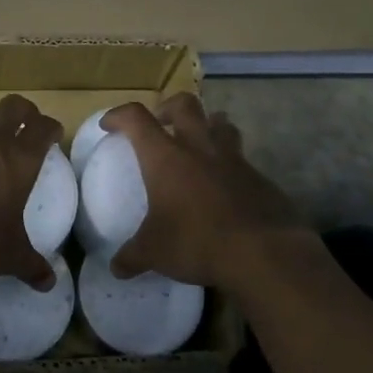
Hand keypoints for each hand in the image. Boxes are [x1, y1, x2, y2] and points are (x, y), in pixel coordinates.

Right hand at [103, 95, 307, 294]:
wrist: (263, 252)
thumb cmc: (197, 242)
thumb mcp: (155, 252)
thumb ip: (133, 256)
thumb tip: (116, 268)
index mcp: (166, 157)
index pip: (137, 118)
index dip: (119, 115)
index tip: (109, 125)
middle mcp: (199, 148)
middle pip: (185, 104)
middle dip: (169, 107)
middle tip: (161, 123)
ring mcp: (234, 160)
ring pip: (221, 124)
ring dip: (208, 126)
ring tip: (200, 145)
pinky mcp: (260, 178)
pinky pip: (242, 159)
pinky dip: (230, 165)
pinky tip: (227, 187)